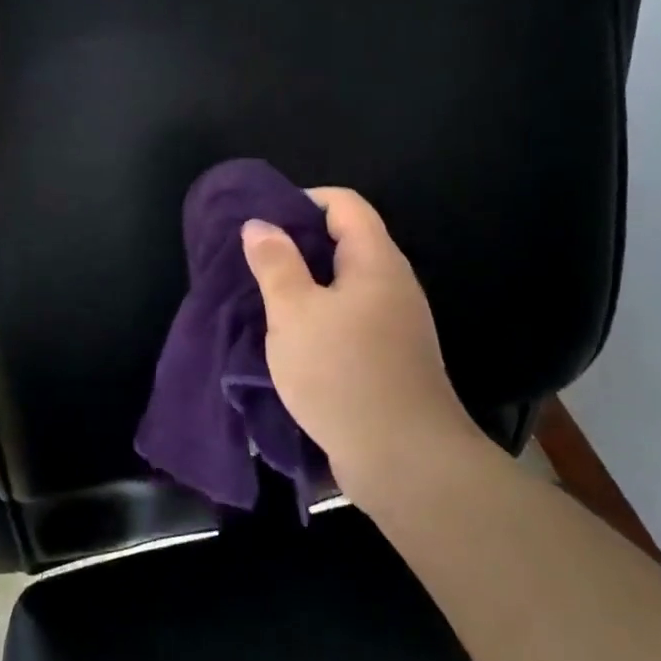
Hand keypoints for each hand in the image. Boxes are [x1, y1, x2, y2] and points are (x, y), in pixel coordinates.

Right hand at [242, 188, 487, 507]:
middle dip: (298, 243)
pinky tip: (292, 336)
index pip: (344, 203)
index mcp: (375, 261)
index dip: (303, 199)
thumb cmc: (343, 373)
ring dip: (306, 283)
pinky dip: (320, 315)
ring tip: (265, 295)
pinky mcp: (391, 356)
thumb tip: (259, 224)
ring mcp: (397, 323)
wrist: (404, 461)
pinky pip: (351, 317)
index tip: (264, 219)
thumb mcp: (294, 313)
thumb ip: (275, 264)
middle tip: (255, 258)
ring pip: (346, 283)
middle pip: (346, 240)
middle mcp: (393, 283)